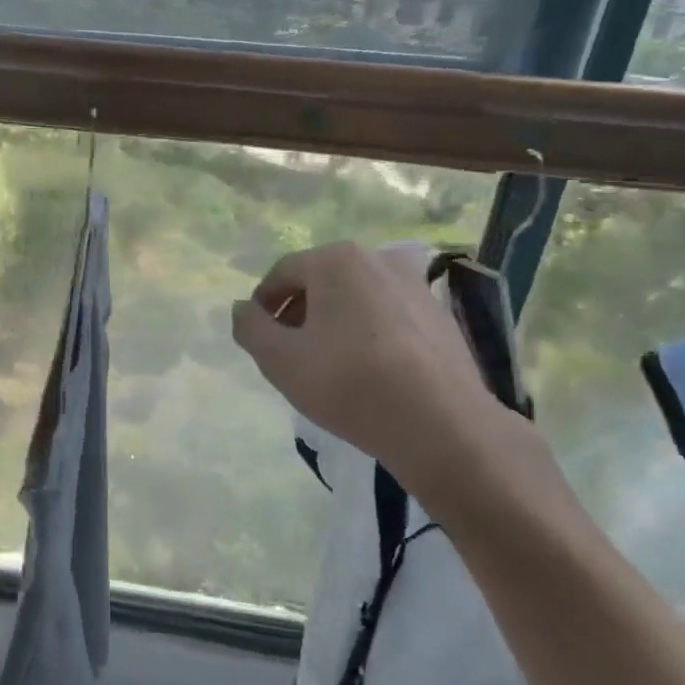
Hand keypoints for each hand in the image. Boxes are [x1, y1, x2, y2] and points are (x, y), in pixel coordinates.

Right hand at [230, 241, 539, 506]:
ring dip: (334, 321)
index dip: (263, 304)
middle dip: (299, 312)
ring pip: (356, 297)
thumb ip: (250, 327)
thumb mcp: (280, 360)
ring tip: (328, 363)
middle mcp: (377, 258)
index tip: (259, 338)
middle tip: (289, 352)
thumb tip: (242, 308)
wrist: (442, 425)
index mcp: (336, 260)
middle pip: (321, 281)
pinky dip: (368, 331)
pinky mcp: (440, 314)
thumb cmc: (349, 384)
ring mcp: (415, 284)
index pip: (282, 273)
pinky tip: (368, 369)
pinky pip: (387, 314)